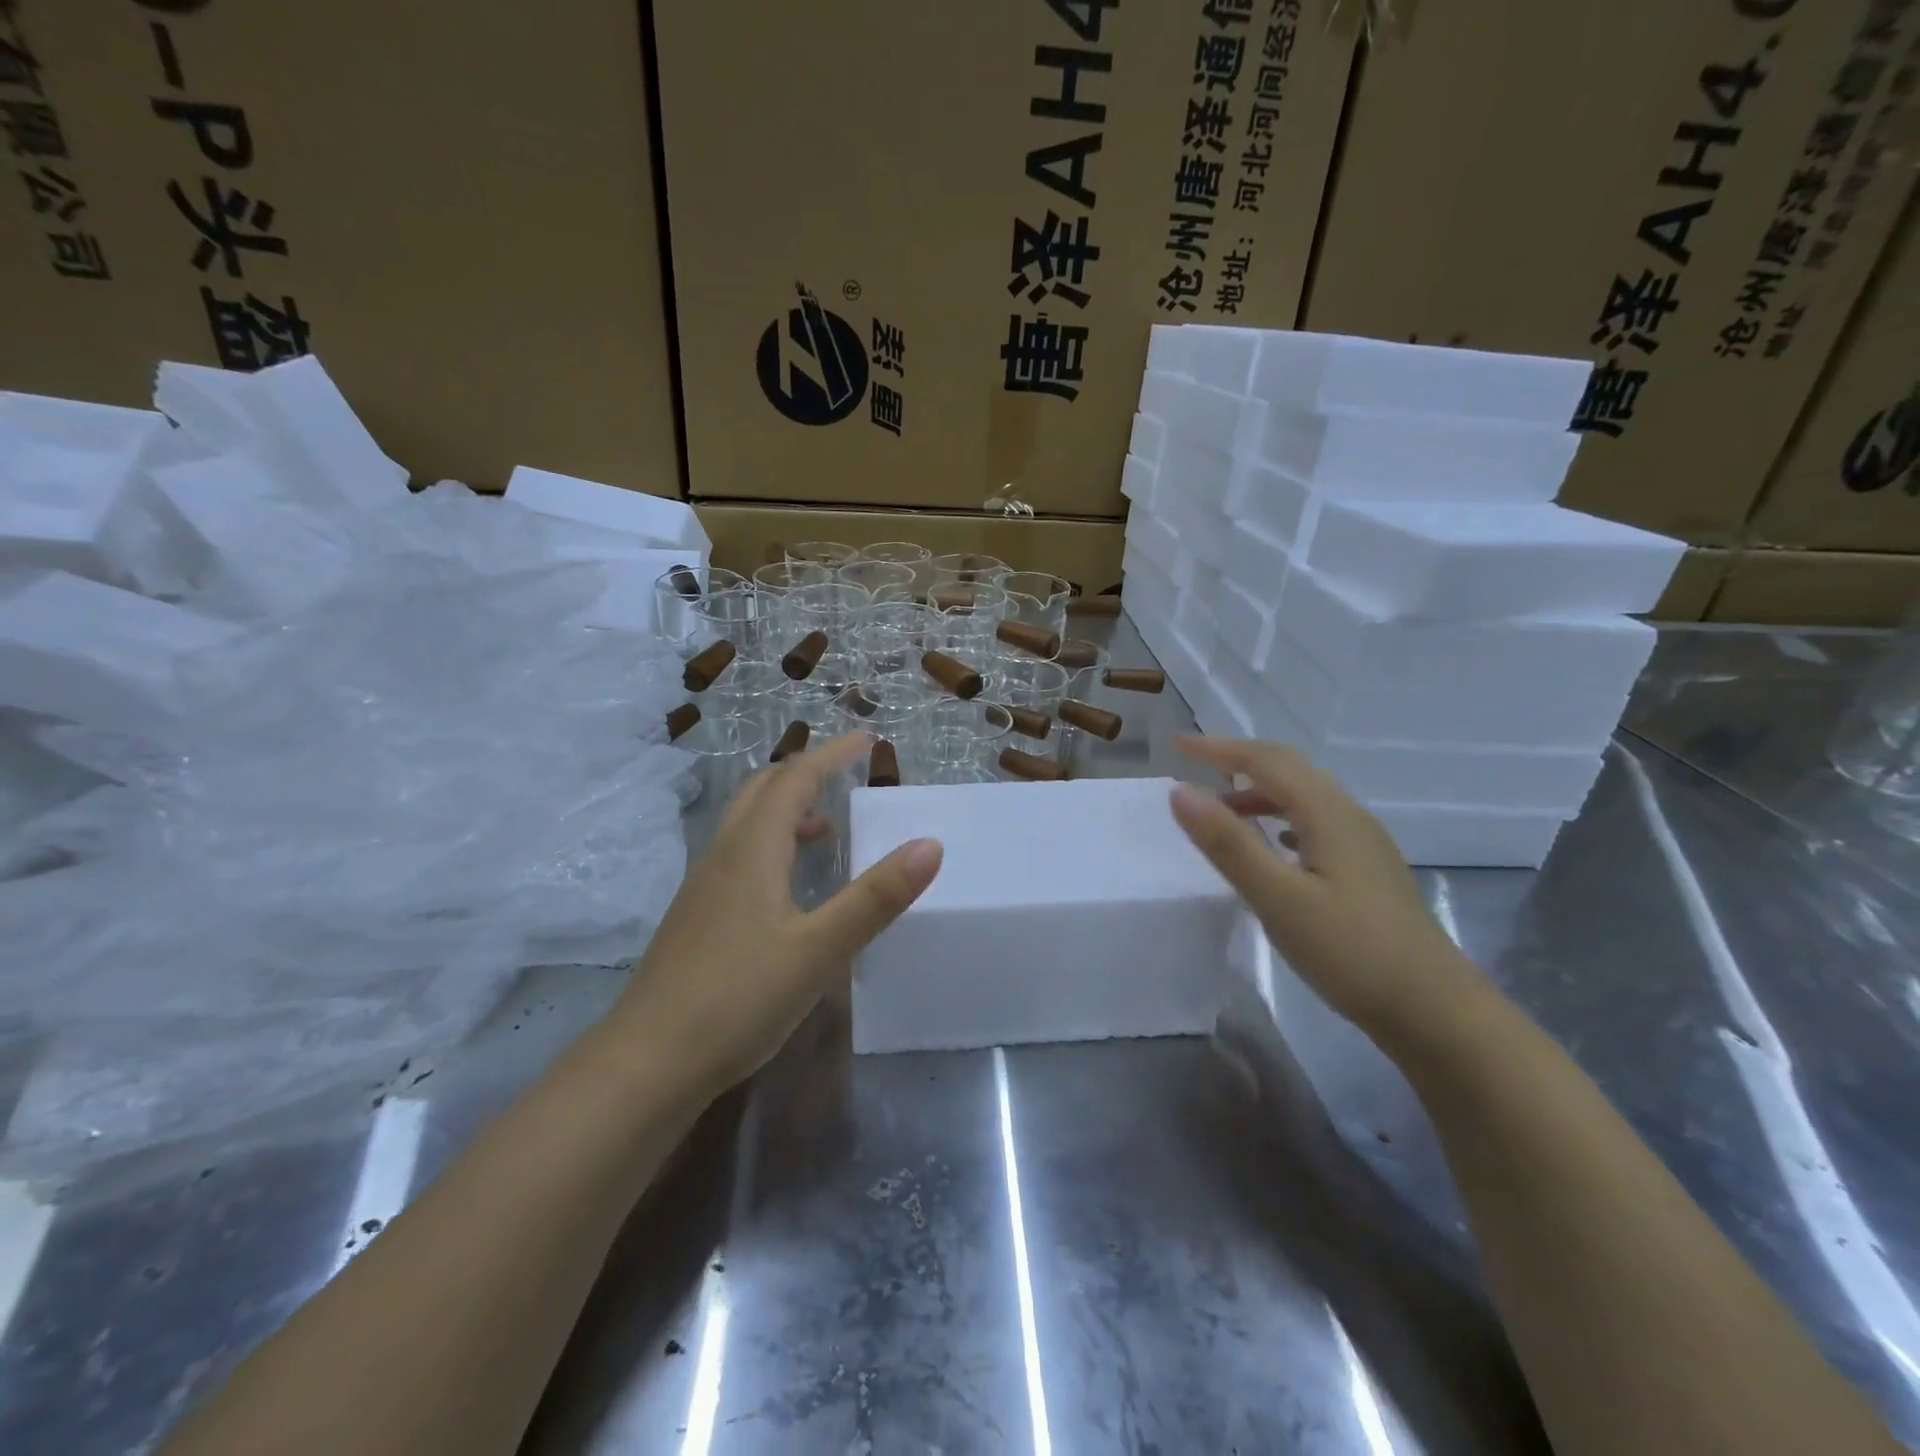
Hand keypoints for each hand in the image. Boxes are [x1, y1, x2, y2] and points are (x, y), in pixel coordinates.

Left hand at [609, 733, 941, 1101]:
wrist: (647, 1062)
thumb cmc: (738, 998)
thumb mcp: (820, 949)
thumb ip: (875, 897)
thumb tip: (930, 844)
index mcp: (752, 849)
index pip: (795, 780)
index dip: (831, 755)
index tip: (866, 740)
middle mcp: (723, 855)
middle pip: (762, 792)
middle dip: (804, 775)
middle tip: (845, 776)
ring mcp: (703, 887)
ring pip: (746, 825)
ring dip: (786, 811)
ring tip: (825, 830)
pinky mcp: (696, 918)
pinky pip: (738, 857)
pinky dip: (771, 846)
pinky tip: (788, 889)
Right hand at [1168, 736, 1484, 1042]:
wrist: (1435, 1010)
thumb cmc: (1350, 951)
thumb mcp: (1277, 898)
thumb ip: (1228, 843)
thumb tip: (1180, 791)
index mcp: (1327, 814)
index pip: (1265, 761)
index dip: (1218, 748)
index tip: (1176, 745)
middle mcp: (1349, 816)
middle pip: (1289, 769)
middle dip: (1239, 760)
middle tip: (1195, 766)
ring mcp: (1364, 843)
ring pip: (1305, 795)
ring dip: (1260, 790)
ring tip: (1222, 810)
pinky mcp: (1368, 869)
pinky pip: (1317, 822)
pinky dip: (1282, 817)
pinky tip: (1274, 843)